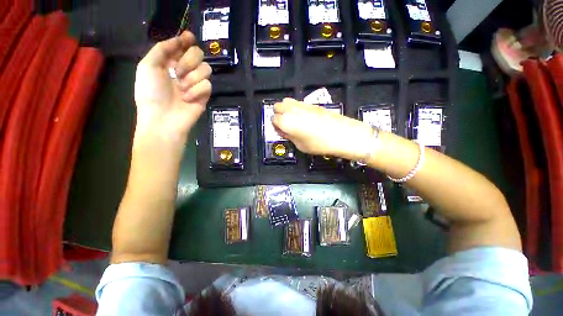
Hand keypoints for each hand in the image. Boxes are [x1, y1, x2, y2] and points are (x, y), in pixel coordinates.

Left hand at [134, 31, 211, 143]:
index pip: (183, 46)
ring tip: (181, 88)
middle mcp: (185, 70)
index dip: (187, 40)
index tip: (189, 37)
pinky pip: (208, 85)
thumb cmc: (151, 93)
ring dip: (192, 77)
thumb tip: (179, 39)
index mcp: (170, 61)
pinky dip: (197, 91)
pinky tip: (187, 98)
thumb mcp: (148, 66)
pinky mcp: (205, 95)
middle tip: (178, 71)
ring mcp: (196, 83)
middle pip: (198, 54)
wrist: (163, 119)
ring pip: (206, 69)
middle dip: (189, 60)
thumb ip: (162, 49)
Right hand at [272, 98, 372, 159]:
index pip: (273, 119)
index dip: (276, 126)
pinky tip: (304, 118)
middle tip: (284, 124)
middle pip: (277, 106)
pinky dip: (296, 109)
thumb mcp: (300, 145)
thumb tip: (283, 131)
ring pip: (287, 101)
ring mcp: (303, 104)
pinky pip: (298, 103)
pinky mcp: (312, 104)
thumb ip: (289, 136)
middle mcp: (292, 109)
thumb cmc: (320, 144)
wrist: (342, 135)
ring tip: (293, 121)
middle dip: (278, 114)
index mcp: (286, 121)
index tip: (280, 131)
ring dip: (286, 110)